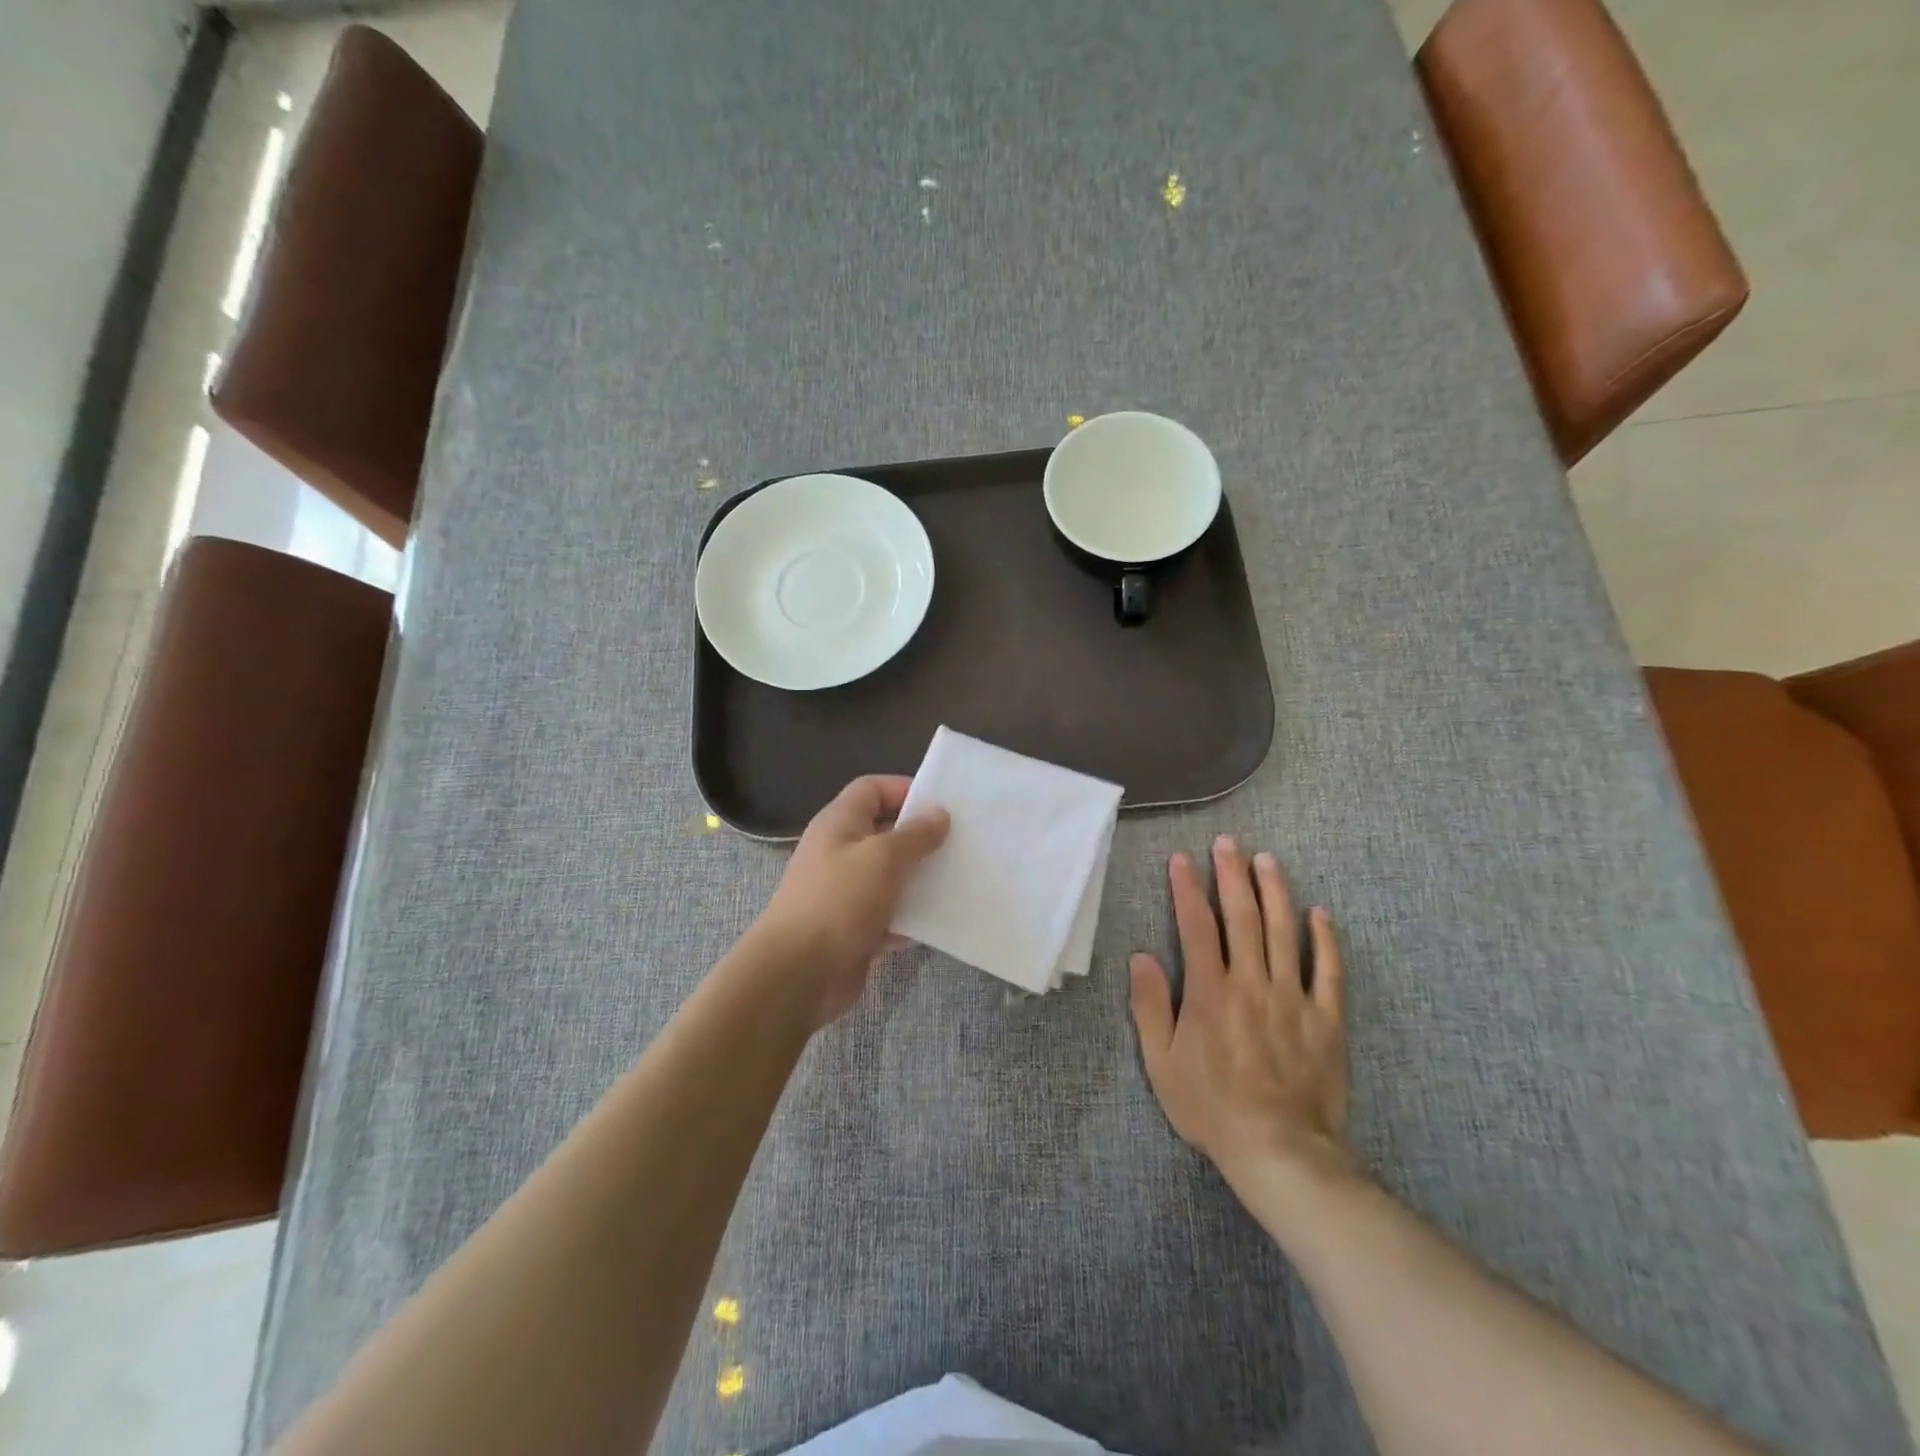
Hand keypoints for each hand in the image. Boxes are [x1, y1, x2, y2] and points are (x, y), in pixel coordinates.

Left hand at [753, 775, 948, 1027]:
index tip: (942, 805)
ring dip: (921, 877)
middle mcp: (841, 851)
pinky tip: (942, 918)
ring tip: (960, 878)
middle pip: (885, 831)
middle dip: (921, 836)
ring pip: (891, 875)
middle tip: (962, 842)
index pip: (872, 789)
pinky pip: (891, 913)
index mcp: (839, 823)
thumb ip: (915, 834)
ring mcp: (847, 892)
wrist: (798, 973)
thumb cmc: (839, 901)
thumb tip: (939, 814)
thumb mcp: (882, 857)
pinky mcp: (855, 927)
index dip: (905, 789)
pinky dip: (913, 915)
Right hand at [1129, 835, 1351, 1192]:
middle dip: (1231, 875)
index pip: (1196, 925)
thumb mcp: (1161, 1062)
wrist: (1278, 1151)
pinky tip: (1321, 913)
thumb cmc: (1210, 1106)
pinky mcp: (1326, 1018)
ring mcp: (1293, 997)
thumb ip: (1150, 1005)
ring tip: (1267, 860)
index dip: (1187, 888)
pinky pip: (1329, 971)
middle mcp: (1251, 982)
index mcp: (1210, 991)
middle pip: (1242, 917)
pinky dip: (1326, 940)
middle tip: (1228, 842)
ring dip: (1274, 892)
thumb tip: (1140, 956)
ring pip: (1284, 932)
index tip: (1182, 859)